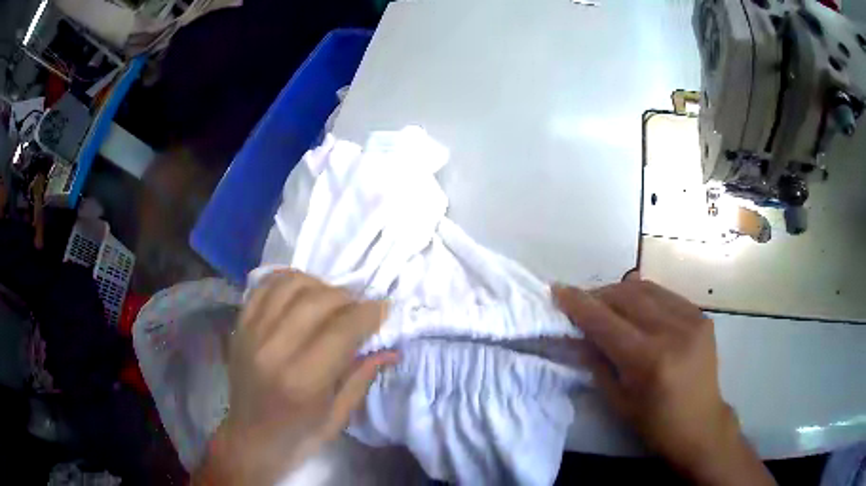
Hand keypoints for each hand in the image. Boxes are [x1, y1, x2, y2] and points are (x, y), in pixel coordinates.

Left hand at [196, 271, 396, 484]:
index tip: (383, 309)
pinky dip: (287, 280)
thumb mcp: (338, 416)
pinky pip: (264, 288)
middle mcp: (274, 350)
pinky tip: (303, 289)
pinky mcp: (240, 327)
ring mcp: (252, 334)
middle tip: (360, 306)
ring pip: (290, 286)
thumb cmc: (298, 436)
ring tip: (332, 298)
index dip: (368, 313)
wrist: (250, 439)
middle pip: (317, 300)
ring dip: (319, 285)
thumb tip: (391, 348)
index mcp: (303, 381)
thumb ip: (362, 376)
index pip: (341, 329)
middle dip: (347, 297)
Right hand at [553, 274, 773, 485]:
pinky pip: (665, 295)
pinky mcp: (701, 316)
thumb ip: (597, 361)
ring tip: (606, 304)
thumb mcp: (619, 400)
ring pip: (646, 289)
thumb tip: (576, 334)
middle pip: (627, 296)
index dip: (579, 304)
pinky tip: (636, 309)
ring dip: (620, 293)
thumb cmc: (655, 423)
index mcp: (650, 360)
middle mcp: (673, 331)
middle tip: (581, 302)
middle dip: (598, 295)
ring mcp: (692, 319)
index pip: (606, 322)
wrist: (701, 424)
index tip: (558, 290)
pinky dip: (644, 297)